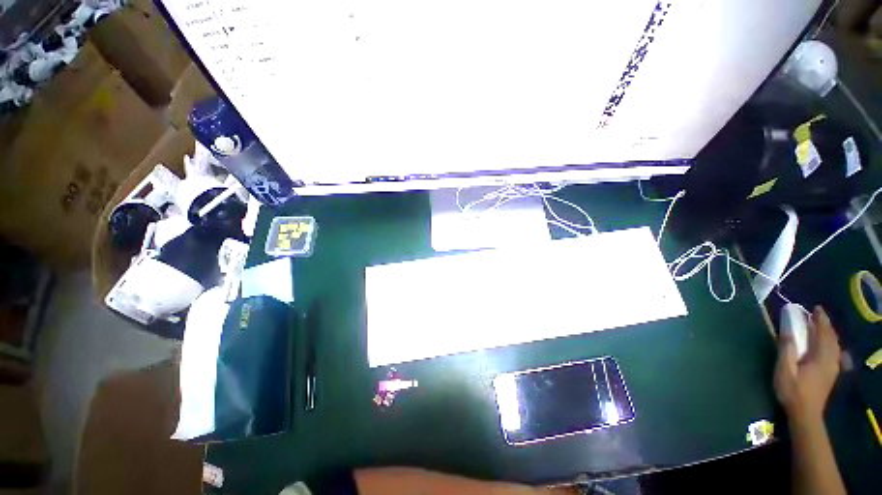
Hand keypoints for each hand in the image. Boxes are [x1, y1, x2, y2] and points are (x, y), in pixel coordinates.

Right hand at [774, 306, 840, 422]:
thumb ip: (787, 350)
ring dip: (829, 334)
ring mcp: (833, 368)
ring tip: (820, 327)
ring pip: (835, 346)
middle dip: (826, 325)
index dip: (821, 320)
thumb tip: (788, 331)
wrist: (805, 414)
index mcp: (821, 357)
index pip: (824, 333)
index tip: (815, 308)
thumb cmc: (792, 391)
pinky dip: (831, 343)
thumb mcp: (785, 370)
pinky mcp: (831, 373)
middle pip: (832, 338)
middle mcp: (831, 360)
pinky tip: (826, 345)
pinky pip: (834, 353)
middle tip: (817, 315)